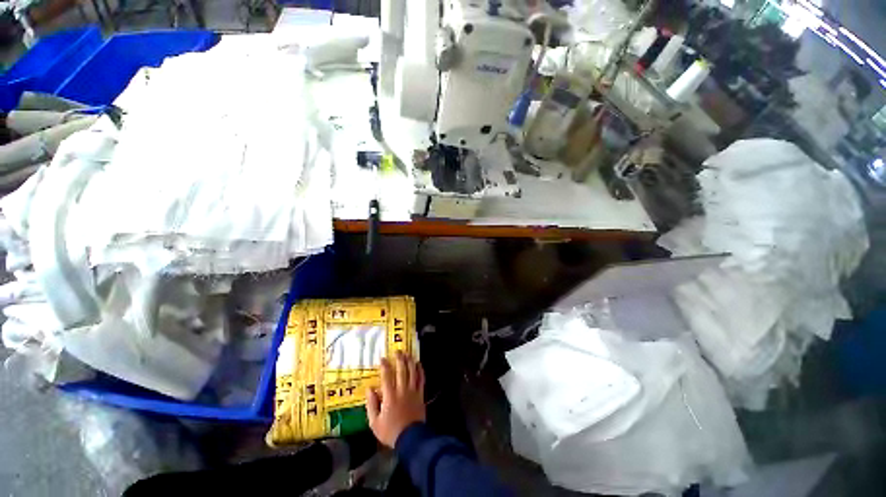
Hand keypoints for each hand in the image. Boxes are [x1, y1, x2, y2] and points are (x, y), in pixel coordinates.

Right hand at [366, 351, 425, 447]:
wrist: (410, 439)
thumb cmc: (390, 431)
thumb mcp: (374, 422)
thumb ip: (371, 404)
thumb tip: (369, 389)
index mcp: (390, 396)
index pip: (387, 376)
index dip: (385, 366)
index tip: (382, 358)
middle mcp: (402, 390)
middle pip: (402, 370)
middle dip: (399, 359)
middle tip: (397, 351)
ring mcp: (413, 391)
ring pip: (412, 372)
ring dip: (410, 361)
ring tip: (408, 353)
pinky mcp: (420, 394)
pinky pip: (421, 379)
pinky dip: (420, 370)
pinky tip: (418, 364)